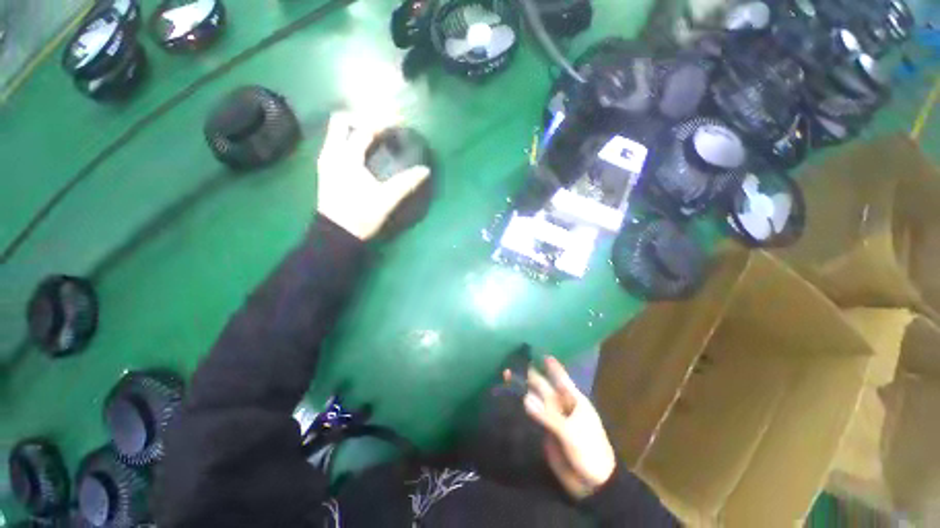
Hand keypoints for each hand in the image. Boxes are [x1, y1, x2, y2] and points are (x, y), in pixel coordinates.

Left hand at [316, 112, 429, 239]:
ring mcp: (326, 160)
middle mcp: (332, 153)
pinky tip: (363, 152)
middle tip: (381, 128)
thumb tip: (424, 171)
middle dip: (361, 118)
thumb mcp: (386, 200)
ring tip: (374, 137)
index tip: (398, 122)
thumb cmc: (361, 216)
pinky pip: (334, 142)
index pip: (364, 129)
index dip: (382, 122)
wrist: (336, 234)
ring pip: (335, 131)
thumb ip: (405, 183)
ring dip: (354, 128)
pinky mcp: (325, 169)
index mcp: (347, 159)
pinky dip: (348, 139)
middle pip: (341, 120)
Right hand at [509, 356, 616, 499]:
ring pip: (537, 400)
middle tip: (515, 362)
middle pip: (545, 387)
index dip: (552, 366)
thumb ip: (548, 415)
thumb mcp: (571, 432)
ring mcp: (554, 418)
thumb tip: (525, 398)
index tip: (540, 352)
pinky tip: (514, 400)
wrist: (593, 483)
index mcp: (574, 401)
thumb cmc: (589, 451)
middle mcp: (562, 406)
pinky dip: (525, 408)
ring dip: (525, 390)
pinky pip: (535, 415)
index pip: (561, 378)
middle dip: (532, 375)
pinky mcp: (547, 431)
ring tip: (508, 377)